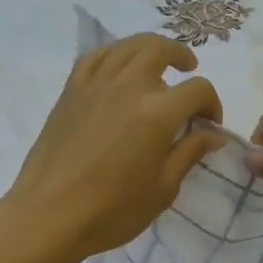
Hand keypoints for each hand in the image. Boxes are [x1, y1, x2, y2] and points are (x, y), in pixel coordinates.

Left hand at [6, 33, 227, 260]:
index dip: (212, 104)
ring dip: (149, 47)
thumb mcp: (164, 188)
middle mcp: (128, 86)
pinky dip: (114, 53)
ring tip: (158, 62)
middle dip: (182, 56)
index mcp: (157, 112)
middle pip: (160, 50)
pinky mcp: (71, 91)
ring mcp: (95, 85)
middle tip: (189, 70)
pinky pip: (95, 57)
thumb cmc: (113, 210)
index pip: (197, 89)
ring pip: (127, 46)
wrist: (50, 215)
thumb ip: (190, 153)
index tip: (209, 126)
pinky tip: (119, 66)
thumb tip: (212, 134)